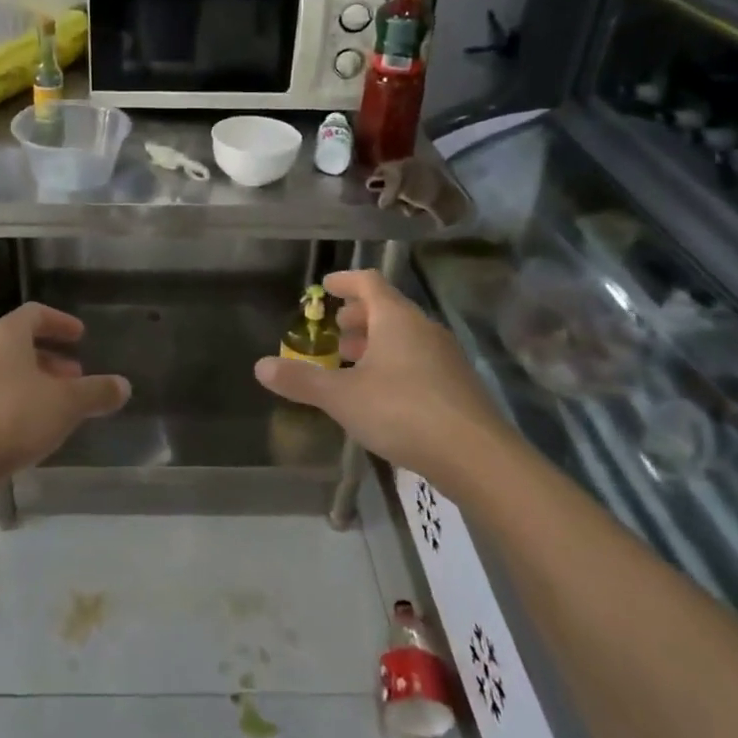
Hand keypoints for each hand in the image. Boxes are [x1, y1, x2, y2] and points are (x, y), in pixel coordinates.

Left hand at [0, 303, 129, 478]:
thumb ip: (97, 392)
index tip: (80, 336)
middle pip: (18, 344)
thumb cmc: (13, 417)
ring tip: (55, 406)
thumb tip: (123, 386)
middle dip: (50, 359)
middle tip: (74, 377)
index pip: (35, 314)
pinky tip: (28, 429)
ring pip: (3, 372)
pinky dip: (12, 403)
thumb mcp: (66, 404)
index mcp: (4, 334)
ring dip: (31, 382)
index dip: (60, 322)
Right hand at [254, 269, 503, 475]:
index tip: (326, 287)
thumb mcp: (342, 397)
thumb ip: (301, 380)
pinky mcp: (457, 385)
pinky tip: (380, 392)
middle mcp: (423, 328)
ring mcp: (445, 356)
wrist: (477, 456)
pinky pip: (418, 360)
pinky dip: (394, 363)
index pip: (369, 282)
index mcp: (396, 318)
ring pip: (404, 336)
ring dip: (376, 342)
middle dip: (358, 316)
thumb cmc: (402, 411)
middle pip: (388, 309)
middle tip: (335, 330)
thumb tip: (260, 366)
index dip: (345, 281)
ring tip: (351, 362)